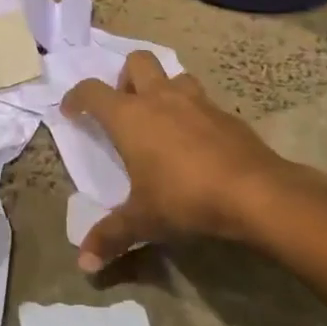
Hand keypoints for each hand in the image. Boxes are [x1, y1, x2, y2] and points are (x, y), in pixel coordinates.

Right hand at [62, 52, 296, 271]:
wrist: (254, 192)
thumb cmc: (185, 198)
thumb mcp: (143, 221)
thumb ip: (111, 236)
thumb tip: (84, 264)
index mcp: (130, 117)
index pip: (92, 91)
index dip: (77, 97)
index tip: (72, 111)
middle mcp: (160, 98)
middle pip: (137, 61)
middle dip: (126, 77)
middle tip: (125, 108)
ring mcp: (196, 101)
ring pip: (174, 76)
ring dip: (163, 89)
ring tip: (162, 120)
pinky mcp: (226, 114)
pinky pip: (202, 101)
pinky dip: (193, 113)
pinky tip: (197, 142)